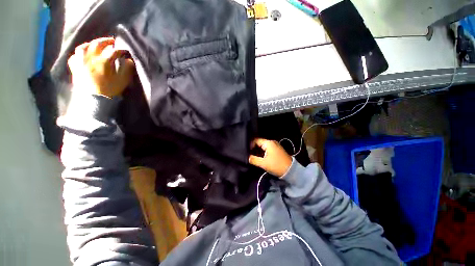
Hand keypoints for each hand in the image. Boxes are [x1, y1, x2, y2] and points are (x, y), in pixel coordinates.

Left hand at [68, 37, 134, 97]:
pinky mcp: (75, 68)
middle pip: (97, 44)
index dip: (120, 50)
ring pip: (83, 47)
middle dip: (106, 41)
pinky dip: (79, 54)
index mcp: (103, 61)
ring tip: (95, 44)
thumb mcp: (122, 81)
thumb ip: (127, 70)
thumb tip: (129, 61)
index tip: (125, 52)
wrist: (94, 100)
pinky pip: (74, 57)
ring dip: (91, 44)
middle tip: (112, 41)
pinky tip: (82, 55)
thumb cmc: (110, 90)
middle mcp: (90, 58)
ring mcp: (80, 62)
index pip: (113, 51)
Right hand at [249, 138, 292, 176]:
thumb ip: (253, 159)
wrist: (291, 171)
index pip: (256, 140)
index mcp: (268, 143)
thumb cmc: (276, 165)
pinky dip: (262, 152)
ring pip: (262, 146)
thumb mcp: (263, 163)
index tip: (246, 151)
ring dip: (257, 151)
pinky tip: (259, 157)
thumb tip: (246, 157)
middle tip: (248, 154)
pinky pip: (267, 149)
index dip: (250, 145)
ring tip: (252, 156)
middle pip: (259, 143)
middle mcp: (271, 142)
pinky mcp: (276, 150)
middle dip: (253, 148)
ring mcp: (275, 145)